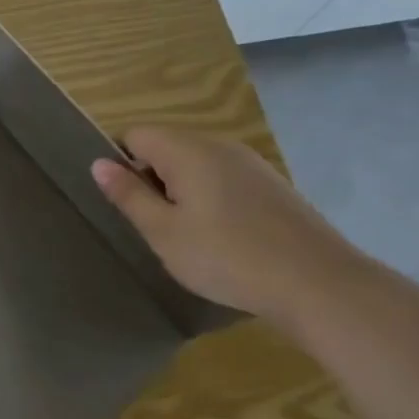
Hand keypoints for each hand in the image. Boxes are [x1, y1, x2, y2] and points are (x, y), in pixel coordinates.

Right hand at [91, 126, 370, 325]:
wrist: (320, 284)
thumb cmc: (227, 257)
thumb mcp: (163, 232)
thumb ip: (128, 194)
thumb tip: (98, 163)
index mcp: (186, 150)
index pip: (134, 135)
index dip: (121, 164)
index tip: (127, 203)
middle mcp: (218, 144)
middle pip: (166, 146)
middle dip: (152, 178)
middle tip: (155, 225)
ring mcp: (251, 163)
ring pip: (196, 163)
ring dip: (181, 190)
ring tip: (188, 234)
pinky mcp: (273, 184)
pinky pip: (224, 177)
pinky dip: (211, 198)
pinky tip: (223, 236)